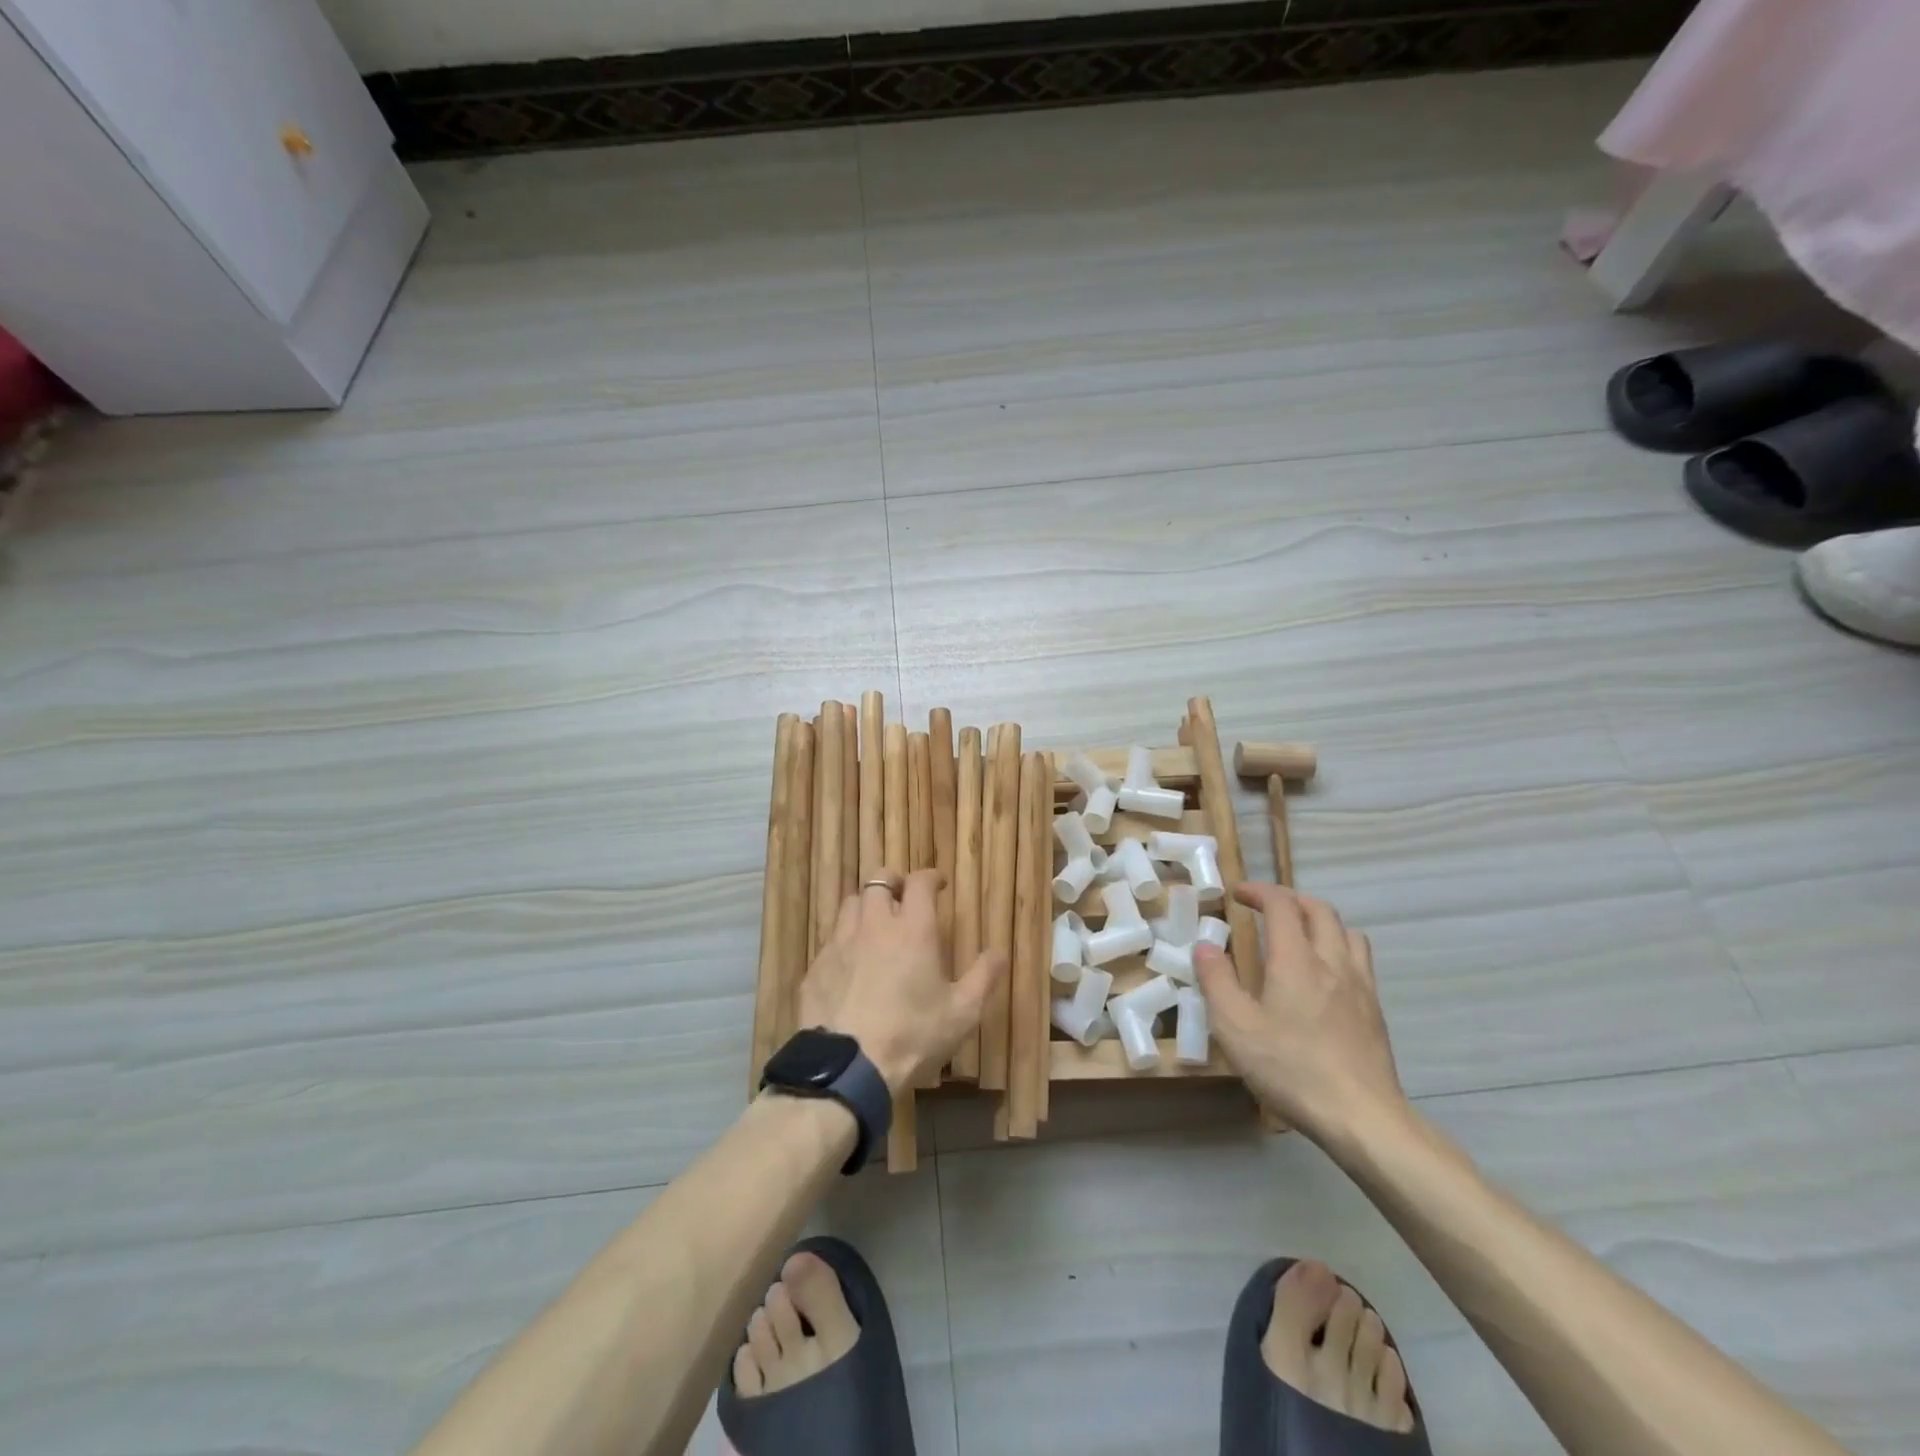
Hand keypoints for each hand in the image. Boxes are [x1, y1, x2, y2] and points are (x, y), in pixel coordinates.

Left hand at [797, 869, 1005, 1095]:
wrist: (848, 1068)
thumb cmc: (912, 1036)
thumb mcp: (962, 1013)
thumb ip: (983, 978)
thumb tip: (999, 952)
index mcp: (913, 929)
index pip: (920, 883)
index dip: (930, 877)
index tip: (939, 883)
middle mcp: (874, 925)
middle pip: (878, 881)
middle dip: (894, 882)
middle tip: (903, 897)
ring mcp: (840, 944)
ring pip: (851, 904)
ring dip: (866, 906)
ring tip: (875, 924)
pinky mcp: (816, 967)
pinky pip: (831, 940)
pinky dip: (844, 941)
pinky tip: (850, 964)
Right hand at [1194, 883, 1408, 1142]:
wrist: (1363, 1117)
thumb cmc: (1291, 1069)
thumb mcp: (1236, 1028)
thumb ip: (1217, 981)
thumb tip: (1205, 946)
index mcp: (1296, 960)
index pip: (1282, 904)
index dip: (1259, 891)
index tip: (1237, 894)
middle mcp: (1332, 962)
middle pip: (1319, 909)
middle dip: (1290, 899)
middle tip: (1265, 908)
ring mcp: (1360, 985)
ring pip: (1347, 931)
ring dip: (1320, 921)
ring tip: (1299, 935)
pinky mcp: (1375, 1011)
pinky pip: (1359, 959)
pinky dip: (1338, 948)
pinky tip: (1324, 976)